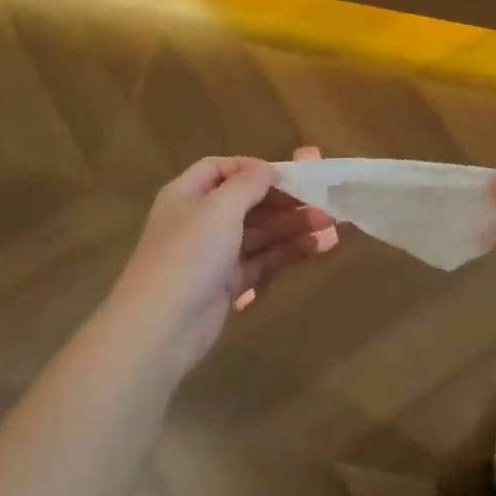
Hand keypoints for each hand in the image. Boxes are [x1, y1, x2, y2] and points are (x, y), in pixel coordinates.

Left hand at [111, 148, 337, 372]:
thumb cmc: (189, 254)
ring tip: (333, 222)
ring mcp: (215, 254)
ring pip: (260, 232)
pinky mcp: (228, 284)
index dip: (252, 167)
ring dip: (294, 225)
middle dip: (285, 199)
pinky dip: (289, 251)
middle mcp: (199, 220)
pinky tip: (320, 246)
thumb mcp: (219, 208)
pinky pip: (263, 260)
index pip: (220, 168)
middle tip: (325, 197)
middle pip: (247, 201)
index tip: (287, 171)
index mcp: (187, 194)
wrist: (161, 327)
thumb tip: (266, 168)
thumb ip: (247, 184)